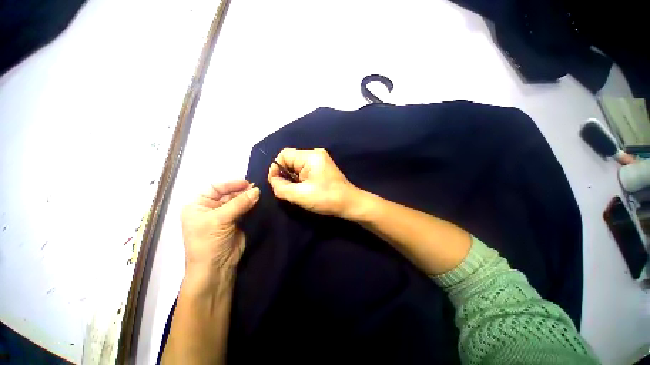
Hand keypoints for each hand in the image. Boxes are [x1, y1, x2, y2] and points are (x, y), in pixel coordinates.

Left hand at [180, 180, 259, 282]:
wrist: (216, 268)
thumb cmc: (209, 242)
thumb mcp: (220, 220)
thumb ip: (239, 203)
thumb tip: (257, 190)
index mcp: (197, 205)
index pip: (214, 188)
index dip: (230, 184)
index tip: (247, 183)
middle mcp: (209, 209)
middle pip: (227, 194)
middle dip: (241, 191)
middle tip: (256, 189)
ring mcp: (223, 216)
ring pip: (236, 202)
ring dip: (247, 198)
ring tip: (258, 194)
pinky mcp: (234, 222)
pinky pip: (243, 210)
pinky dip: (249, 205)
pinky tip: (257, 201)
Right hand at [267, 148, 359, 217]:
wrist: (350, 203)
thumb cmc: (326, 198)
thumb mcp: (300, 195)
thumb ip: (281, 187)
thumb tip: (273, 180)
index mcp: (310, 156)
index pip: (284, 154)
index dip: (276, 168)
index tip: (276, 184)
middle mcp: (315, 154)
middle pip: (290, 160)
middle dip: (285, 175)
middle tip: (287, 191)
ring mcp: (320, 160)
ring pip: (297, 166)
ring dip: (293, 179)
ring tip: (296, 192)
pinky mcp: (323, 168)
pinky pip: (305, 170)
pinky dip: (300, 180)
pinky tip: (304, 190)